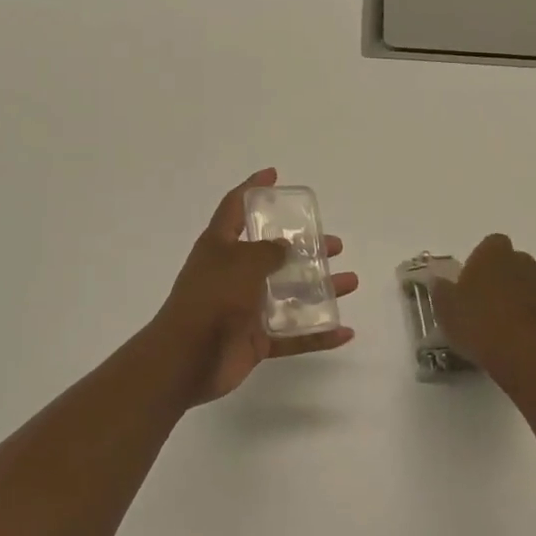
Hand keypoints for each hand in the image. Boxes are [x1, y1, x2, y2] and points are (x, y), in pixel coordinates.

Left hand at [153, 169, 357, 404]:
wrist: (186, 360)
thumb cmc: (211, 299)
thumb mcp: (241, 262)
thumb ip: (268, 252)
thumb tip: (285, 247)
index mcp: (220, 247)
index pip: (235, 207)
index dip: (253, 188)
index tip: (274, 175)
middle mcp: (232, 274)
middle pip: (273, 254)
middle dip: (305, 247)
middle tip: (334, 245)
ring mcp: (244, 308)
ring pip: (289, 294)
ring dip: (320, 288)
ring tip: (350, 281)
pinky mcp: (254, 340)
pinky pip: (292, 334)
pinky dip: (317, 334)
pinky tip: (344, 331)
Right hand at [432, 233, 535, 385]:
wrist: (527, 357)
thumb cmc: (479, 323)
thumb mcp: (445, 309)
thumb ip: (441, 291)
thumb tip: (439, 281)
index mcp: (493, 254)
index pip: (489, 244)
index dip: (479, 260)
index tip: (468, 281)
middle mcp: (522, 262)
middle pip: (510, 263)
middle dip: (498, 277)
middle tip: (480, 302)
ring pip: (525, 285)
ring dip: (514, 298)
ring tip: (496, 325)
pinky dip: (527, 318)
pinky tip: (512, 340)